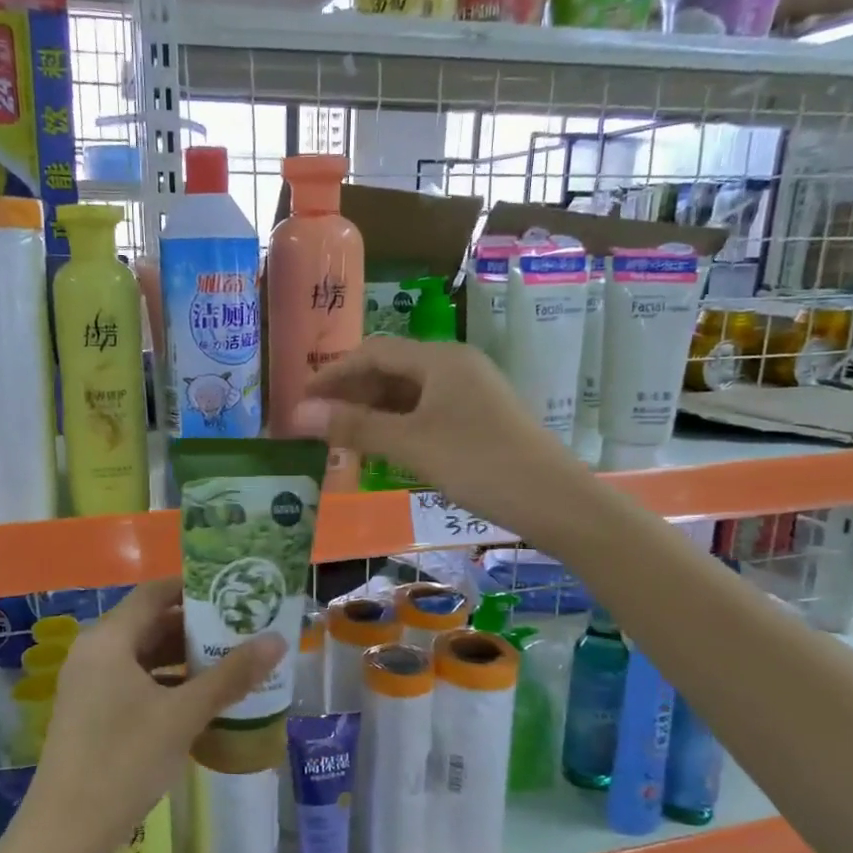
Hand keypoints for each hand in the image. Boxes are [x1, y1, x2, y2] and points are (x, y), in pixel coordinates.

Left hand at [20, 579, 286, 852]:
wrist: (66, 832)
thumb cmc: (125, 760)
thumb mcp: (183, 715)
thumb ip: (231, 676)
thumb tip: (277, 640)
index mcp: (109, 639)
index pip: (155, 593)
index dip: (194, 588)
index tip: (233, 592)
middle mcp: (95, 652)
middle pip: (150, 623)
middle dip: (196, 626)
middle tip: (242, 629)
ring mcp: (90, 684)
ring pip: (144, 655)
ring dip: (184, 658)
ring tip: (231, 661)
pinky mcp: (92, 712)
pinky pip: (135, 682)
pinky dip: (167, 683)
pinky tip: (201, 700)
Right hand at [290, 338, 581, 528]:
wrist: (554, 500)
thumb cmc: (478, 464)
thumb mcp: (410, 445)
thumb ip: (354, 426)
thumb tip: (298, 413)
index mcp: (440, 359)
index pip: (373, 353)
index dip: (333, 374)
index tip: (301, 400)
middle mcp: (456, 366)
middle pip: (391, 369)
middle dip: (352, 393)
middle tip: (319, 423)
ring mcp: (472, 392)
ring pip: (409, 393)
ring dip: (374, 412)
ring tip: (344, 439)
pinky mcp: (480, 417)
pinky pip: (427, 411)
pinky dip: (399, 425)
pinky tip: (384, 449)